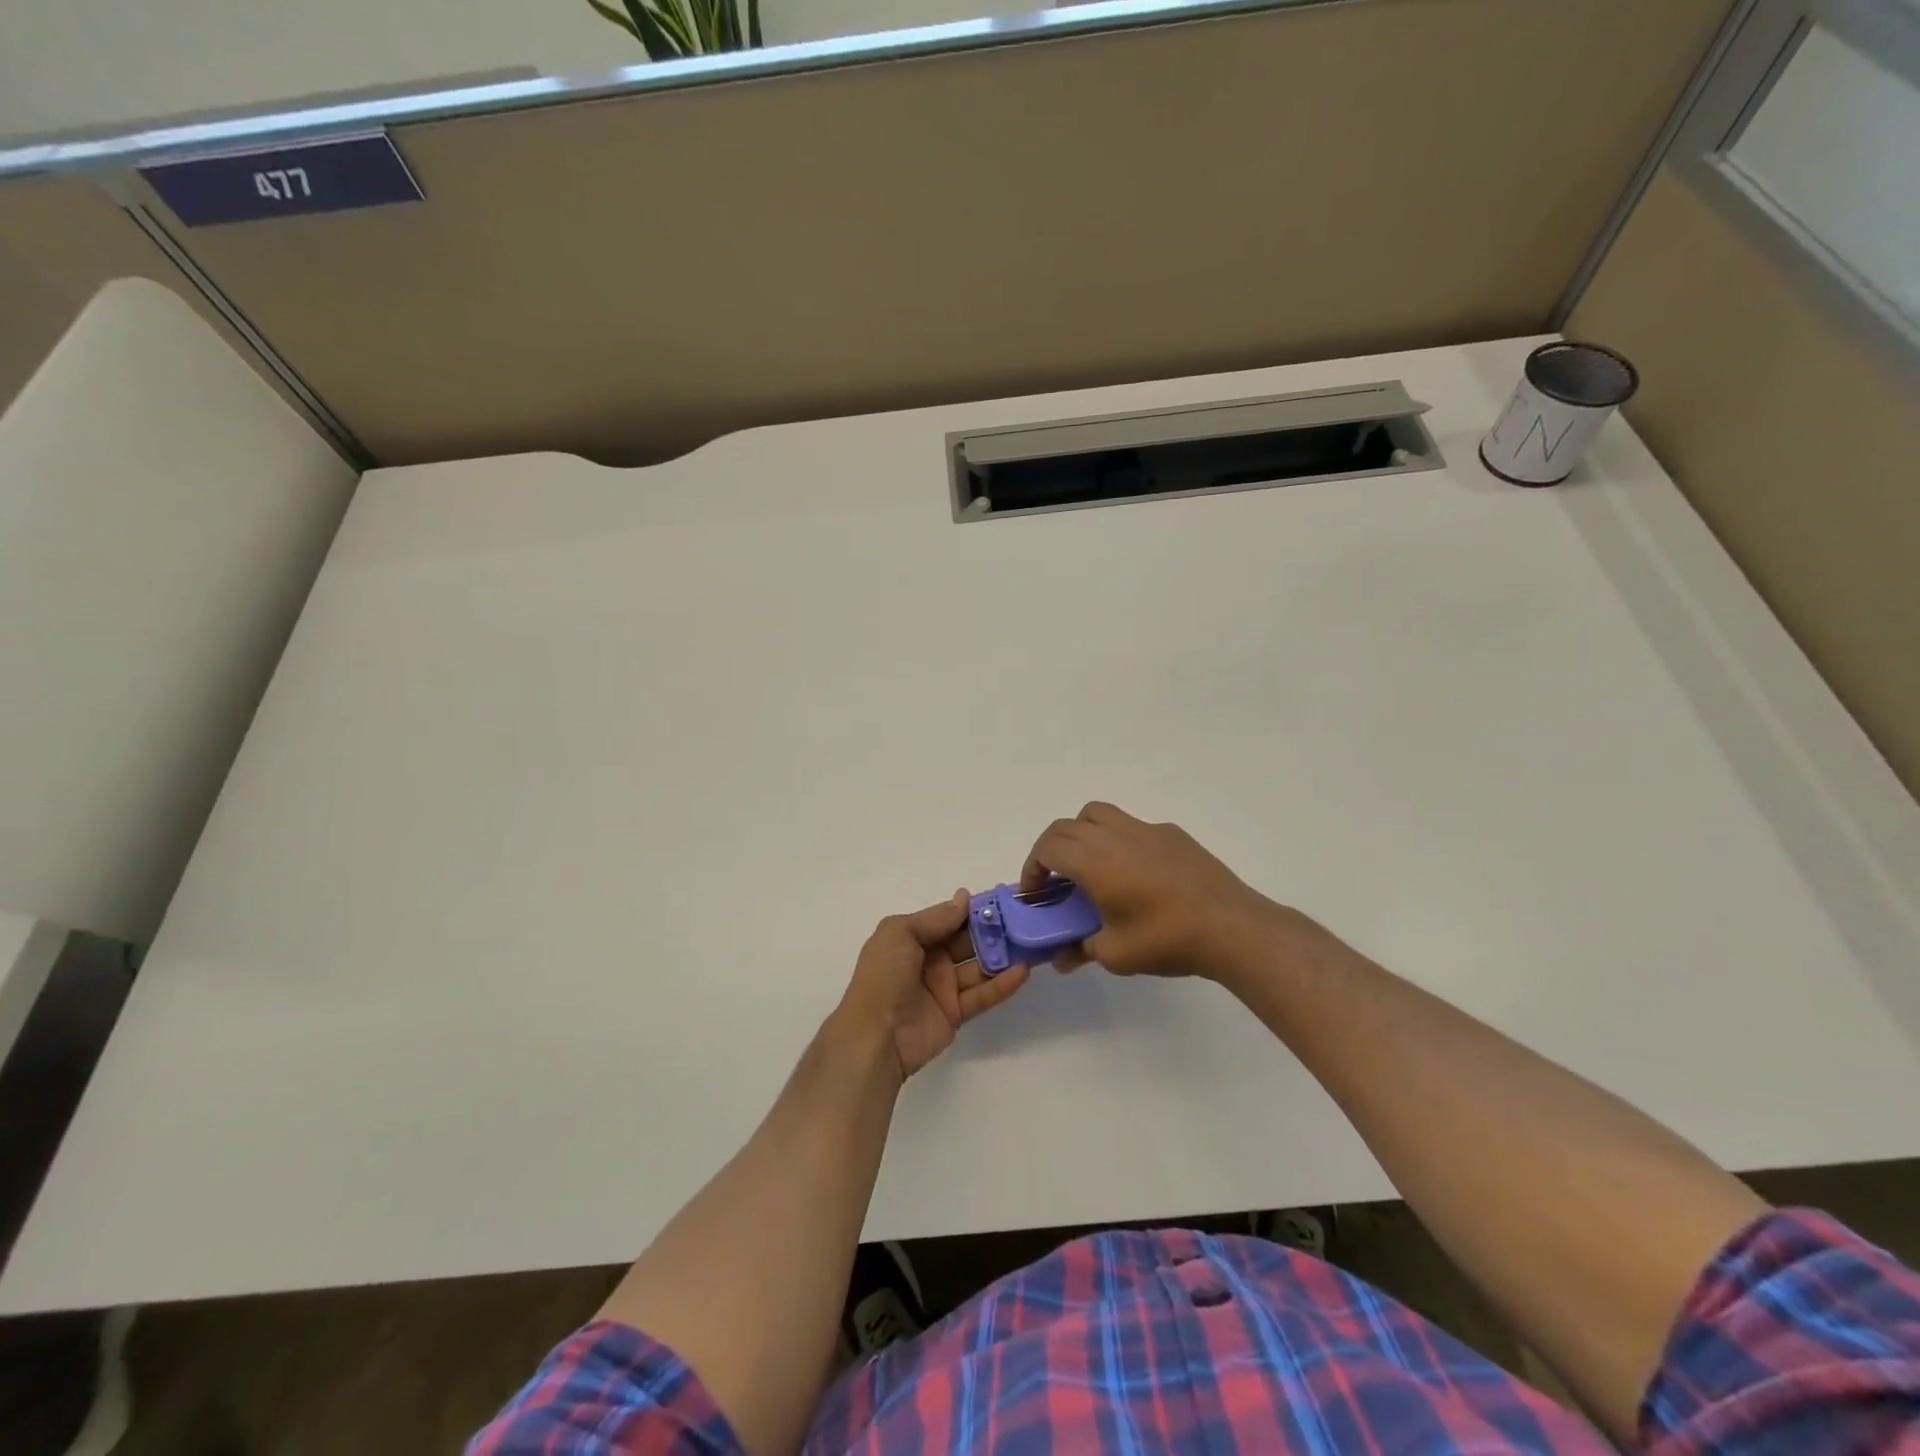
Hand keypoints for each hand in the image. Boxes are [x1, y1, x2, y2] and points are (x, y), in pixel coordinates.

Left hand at [834, 891, 1029, 1078]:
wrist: (875, 1036)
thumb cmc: (883, 976)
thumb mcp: (900, 933)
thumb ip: (936, 917)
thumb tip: (964, 897)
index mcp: (912, 938)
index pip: (948, 919)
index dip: (973, 910)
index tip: (1003, 899)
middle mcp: (929, 959)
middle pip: (967, 941)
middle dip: (993, 931)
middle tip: (1025, 920)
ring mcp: (943, 987)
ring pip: (979, 967)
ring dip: (1003, 956)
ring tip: (1032, 943)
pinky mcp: (956, 1013)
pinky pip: (983, 995)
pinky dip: (1002, 984)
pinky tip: (1023, 971)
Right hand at [1021, 802, 1289, 979]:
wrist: (1231, 927)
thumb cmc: (1166, 939)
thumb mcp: (1116, 955)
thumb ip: (1081, 949)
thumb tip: (1062, 957)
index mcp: (1094, 861)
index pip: (1048, 847)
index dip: (1033, 867)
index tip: (1036, 893)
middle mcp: (1115, 835)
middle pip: (1067, 826)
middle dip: (1051, 849)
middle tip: (1054, 879)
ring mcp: (1145, 829)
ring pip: (1098, 814)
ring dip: (1081, 833)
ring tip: (1089, 865)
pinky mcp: (1172, 834)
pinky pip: (1132, 826)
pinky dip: (1117, 840)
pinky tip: (1134, 873)